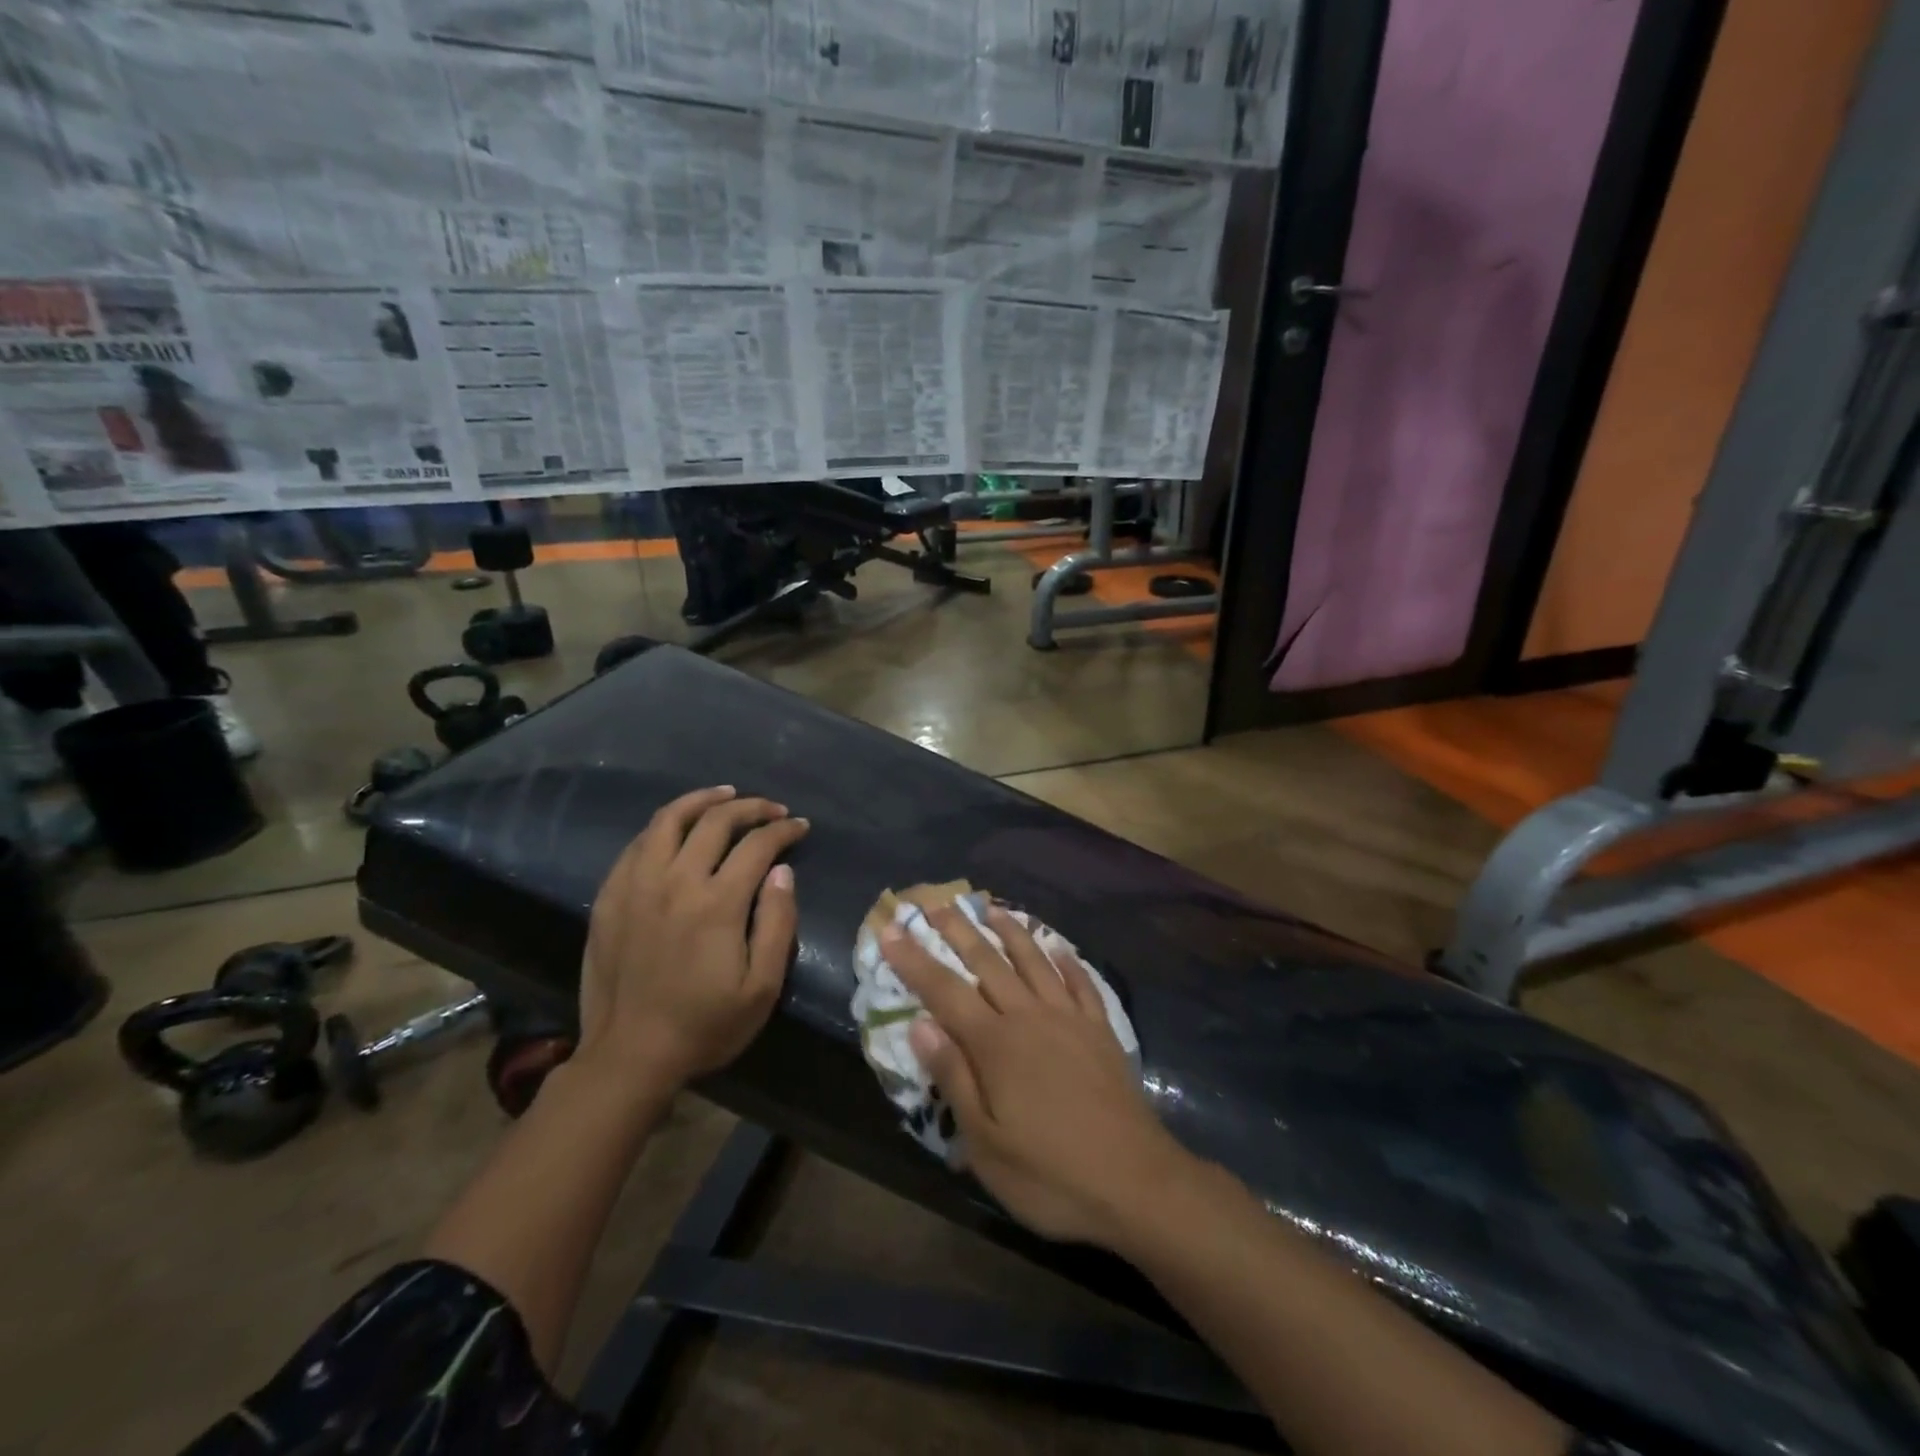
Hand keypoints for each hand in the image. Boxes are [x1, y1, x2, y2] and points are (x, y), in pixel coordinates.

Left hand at [578, 786, 808, 1096]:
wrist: (630, 1056)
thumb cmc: (705, 1025)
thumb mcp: (762, 987)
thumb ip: (777, 923)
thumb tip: (781, 871)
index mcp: (716, 903)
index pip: (758, 844)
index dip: (784, 829)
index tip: (800, 827)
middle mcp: (675, 881)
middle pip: (715, 821)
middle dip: (751, 807)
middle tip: (772, 809)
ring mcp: (636, 885)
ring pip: (668, 820)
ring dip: (702, 800)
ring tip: (725, 796)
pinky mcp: (609, 897)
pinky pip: (637, 844)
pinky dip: (663, 826)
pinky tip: (677, 829)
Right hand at [882, 902, 1189, 1247]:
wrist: (1136, 1183)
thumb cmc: (1050, 1174)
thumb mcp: (986, 1144)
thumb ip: (954, 1078)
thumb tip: (921, 1025)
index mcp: (996, 1044)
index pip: (944, 991)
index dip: (915, 961)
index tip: (891, 932)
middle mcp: (1030, 1017)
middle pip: (988, 962)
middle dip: (957, 931)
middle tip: (934, 904)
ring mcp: (1070, 1019)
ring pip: (1034, 961)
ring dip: (1010, 931)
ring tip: (991, 908)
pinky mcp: (1100, 1030)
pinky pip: (1080, 982)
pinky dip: (1066, 960)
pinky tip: (1058, 947)